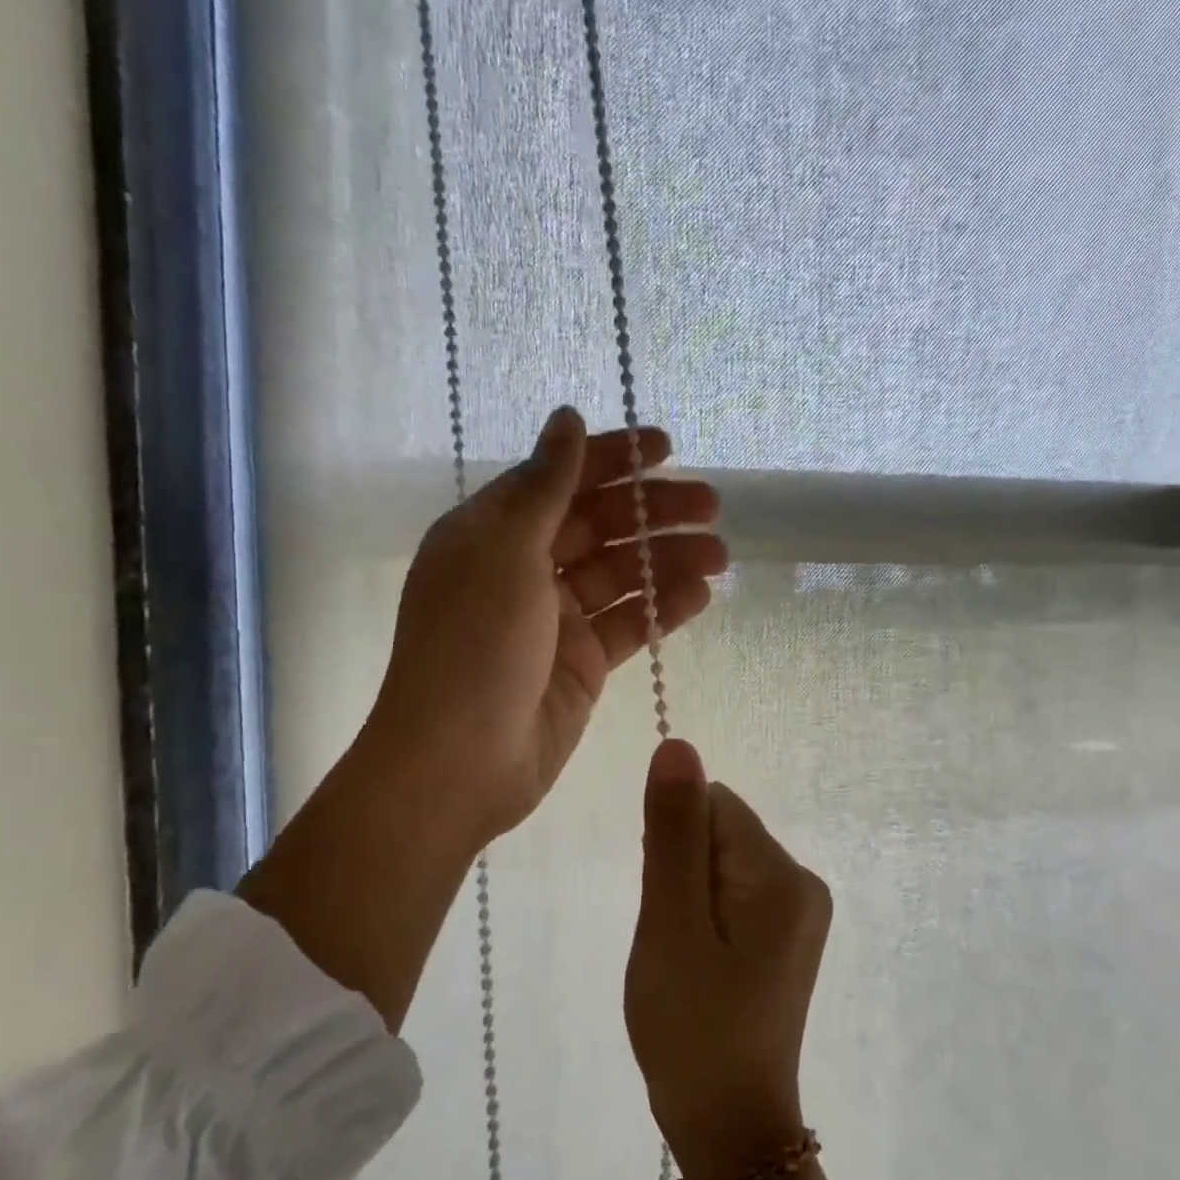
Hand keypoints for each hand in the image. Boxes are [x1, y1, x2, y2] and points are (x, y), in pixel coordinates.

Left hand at [241, 409, 722, 1032]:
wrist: (460, 762)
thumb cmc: (473, 644)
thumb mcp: (505, 551)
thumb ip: (545, 485)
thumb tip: (566, 417)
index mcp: (493, 532)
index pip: (560, 479)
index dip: (612, 459)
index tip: (667, 447)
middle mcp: (524, 569)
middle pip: (599, 525)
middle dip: (654, 510)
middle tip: (711, 505)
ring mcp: (556, 620)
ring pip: (622, 575)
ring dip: (669, 559)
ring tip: (720, 555)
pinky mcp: (582, 663)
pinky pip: (628, 624)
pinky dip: (663, 608)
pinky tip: (700, 594)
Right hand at [626, 740, 831, 1179]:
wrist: (729, 1128)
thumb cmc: (691, 1028)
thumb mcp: (670, 924)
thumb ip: (673, 831)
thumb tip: (679, 746)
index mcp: (781, 875)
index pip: (713, 806)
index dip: (672, 845)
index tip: (666, 905)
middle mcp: (803, 881)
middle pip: (720, 831)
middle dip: (682, 872)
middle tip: (674, 940)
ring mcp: (800, 910)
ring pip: (721, 862)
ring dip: (689, 896)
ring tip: (687, 957)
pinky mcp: (788, 933)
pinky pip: (733, 892)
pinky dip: (705, 915)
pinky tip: (701, 963)